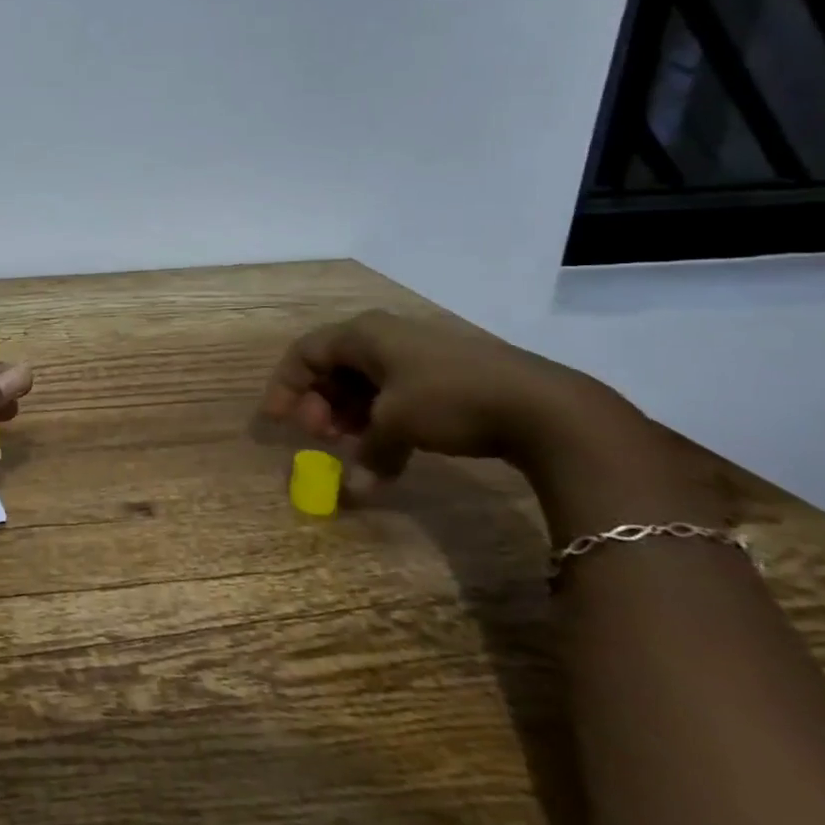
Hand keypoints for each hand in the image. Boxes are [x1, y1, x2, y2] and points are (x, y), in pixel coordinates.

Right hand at [261, 309, 618, 479]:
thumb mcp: (396, 425)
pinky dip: (382, 419)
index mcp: (364, 334)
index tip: (277, 422)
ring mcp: (418, 354)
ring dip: (351, 415)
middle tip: (322, 438)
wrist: (547, 407)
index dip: (285, 387)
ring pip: (365, 382)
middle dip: (320, 404)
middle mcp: (385, 336)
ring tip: (355, 446)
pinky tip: (390, 452)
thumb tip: (355, 490)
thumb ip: (367, 452)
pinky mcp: (446, 375)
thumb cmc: (451, 400)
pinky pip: (395, 392)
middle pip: (333, 367)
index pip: (305, 353)